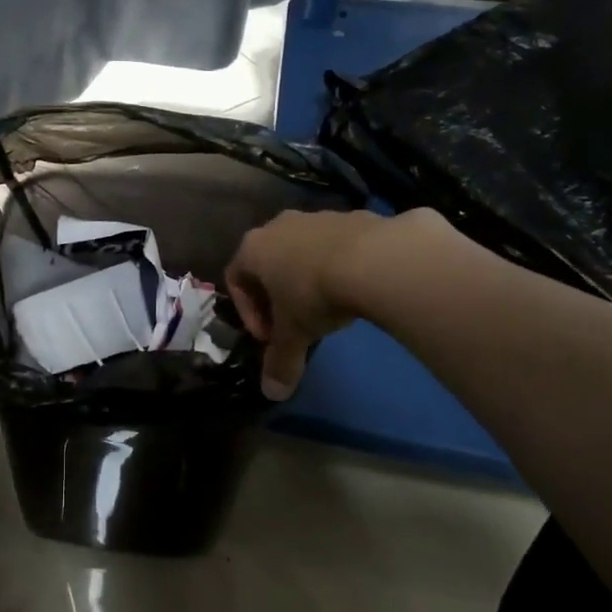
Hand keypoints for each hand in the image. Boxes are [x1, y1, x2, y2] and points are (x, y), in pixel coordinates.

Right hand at [226, 209, 450, 398]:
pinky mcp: (355, 216)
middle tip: (295, 322)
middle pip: (269, 261)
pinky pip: (339, 244)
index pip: (235, 278)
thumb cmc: (314, 293)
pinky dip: (341, 266)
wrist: (376, 259)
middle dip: (277, 294)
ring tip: (330, 307)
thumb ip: (280, 362)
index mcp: (253, 247)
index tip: (269, 336)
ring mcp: (319, 216)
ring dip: (309, 278)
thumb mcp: (294, 334)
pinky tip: (358, 289)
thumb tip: (273, 394)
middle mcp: (280, 226)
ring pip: (304, 250)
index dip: (248, 312)